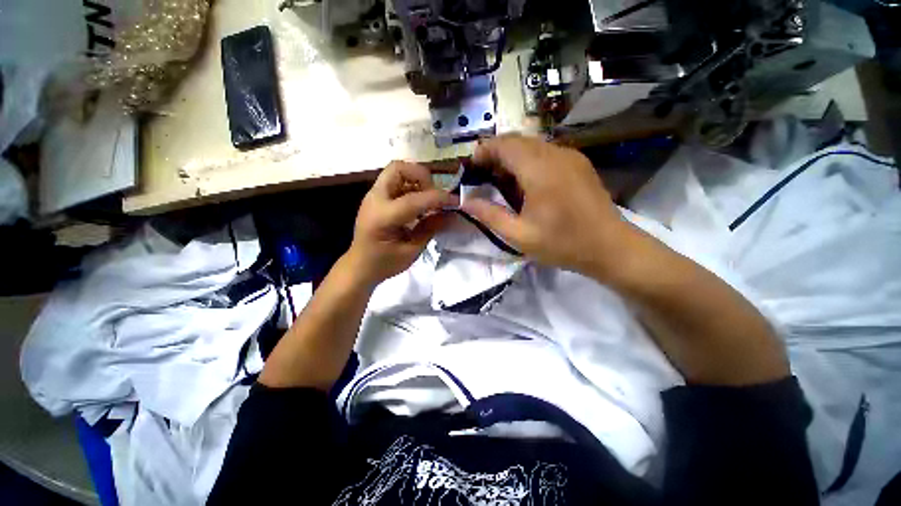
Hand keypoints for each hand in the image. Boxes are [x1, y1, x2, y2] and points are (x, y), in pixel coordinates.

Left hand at [347, 161, 458, 284]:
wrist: (360, 266)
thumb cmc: (384, 263)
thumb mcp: (411, 251)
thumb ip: (430, 229)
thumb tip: (450, 214)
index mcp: (383, 217)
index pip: (414, 199)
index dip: (438, 198)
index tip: (455, 201)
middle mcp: (375, 199)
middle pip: (398, 168)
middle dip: (421, 176)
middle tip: (434, 194)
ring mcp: (373, 195)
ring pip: (397, 170)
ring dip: (416, 179)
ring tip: (428, 199)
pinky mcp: (376, 197)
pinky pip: (395, 180)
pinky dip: (411, 185)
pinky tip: (418, 203)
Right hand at [462, 135, 632, 277]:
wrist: (611, 247)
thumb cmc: (563, 244)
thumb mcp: (519, 235)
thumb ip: (489, 215)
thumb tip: (465, 202)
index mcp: (539, 170)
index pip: (504, 144)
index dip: (483, 151)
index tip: (471, 169)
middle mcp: (555, 154)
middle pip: (517, 140)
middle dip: (495, 154)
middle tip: (483, 177)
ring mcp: (570, 156)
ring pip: (531, 145)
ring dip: (512, 158)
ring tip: (502, 183)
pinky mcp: (578, 163)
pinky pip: (546, 152)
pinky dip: (528, 161)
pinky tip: (526, 184)